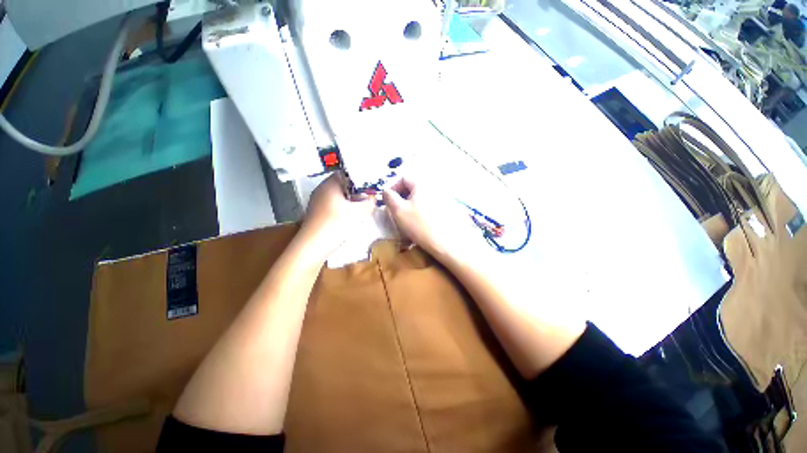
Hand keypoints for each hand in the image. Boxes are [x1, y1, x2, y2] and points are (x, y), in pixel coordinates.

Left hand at [296, 173, 375, 263]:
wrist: (312, 247)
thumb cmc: (336, 224)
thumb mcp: (358, 213)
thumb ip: (369, 203)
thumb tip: (374, 197)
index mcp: (330, 184)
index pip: (347, 173)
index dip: (361, 178)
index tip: (372, 185)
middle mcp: (321, 189)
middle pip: (343, 185)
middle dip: (357, 190)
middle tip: (370, 196)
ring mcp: (317, 201)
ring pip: (338, 196)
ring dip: (351, 200)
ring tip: (363, 206)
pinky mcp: (317, 213)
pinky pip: (333, 204)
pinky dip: (344, 207)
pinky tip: (351, 216)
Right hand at [383, 177, 488, 265]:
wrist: (451, 244)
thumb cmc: (421, 225)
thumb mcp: (399, 211)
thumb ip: (390, 198)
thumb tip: (387, 191)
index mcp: (422, 183)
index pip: (403, 177)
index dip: (392, 187)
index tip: (387, 201)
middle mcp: (435, 186)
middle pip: (414, 186)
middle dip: (402, 197)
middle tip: (396, 211)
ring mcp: (445, 197)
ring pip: (423, 197)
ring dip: (413, 204)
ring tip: (409, 219)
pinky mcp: (452, 209)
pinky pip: (433, 205)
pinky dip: (424, 210)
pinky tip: (423, 224)